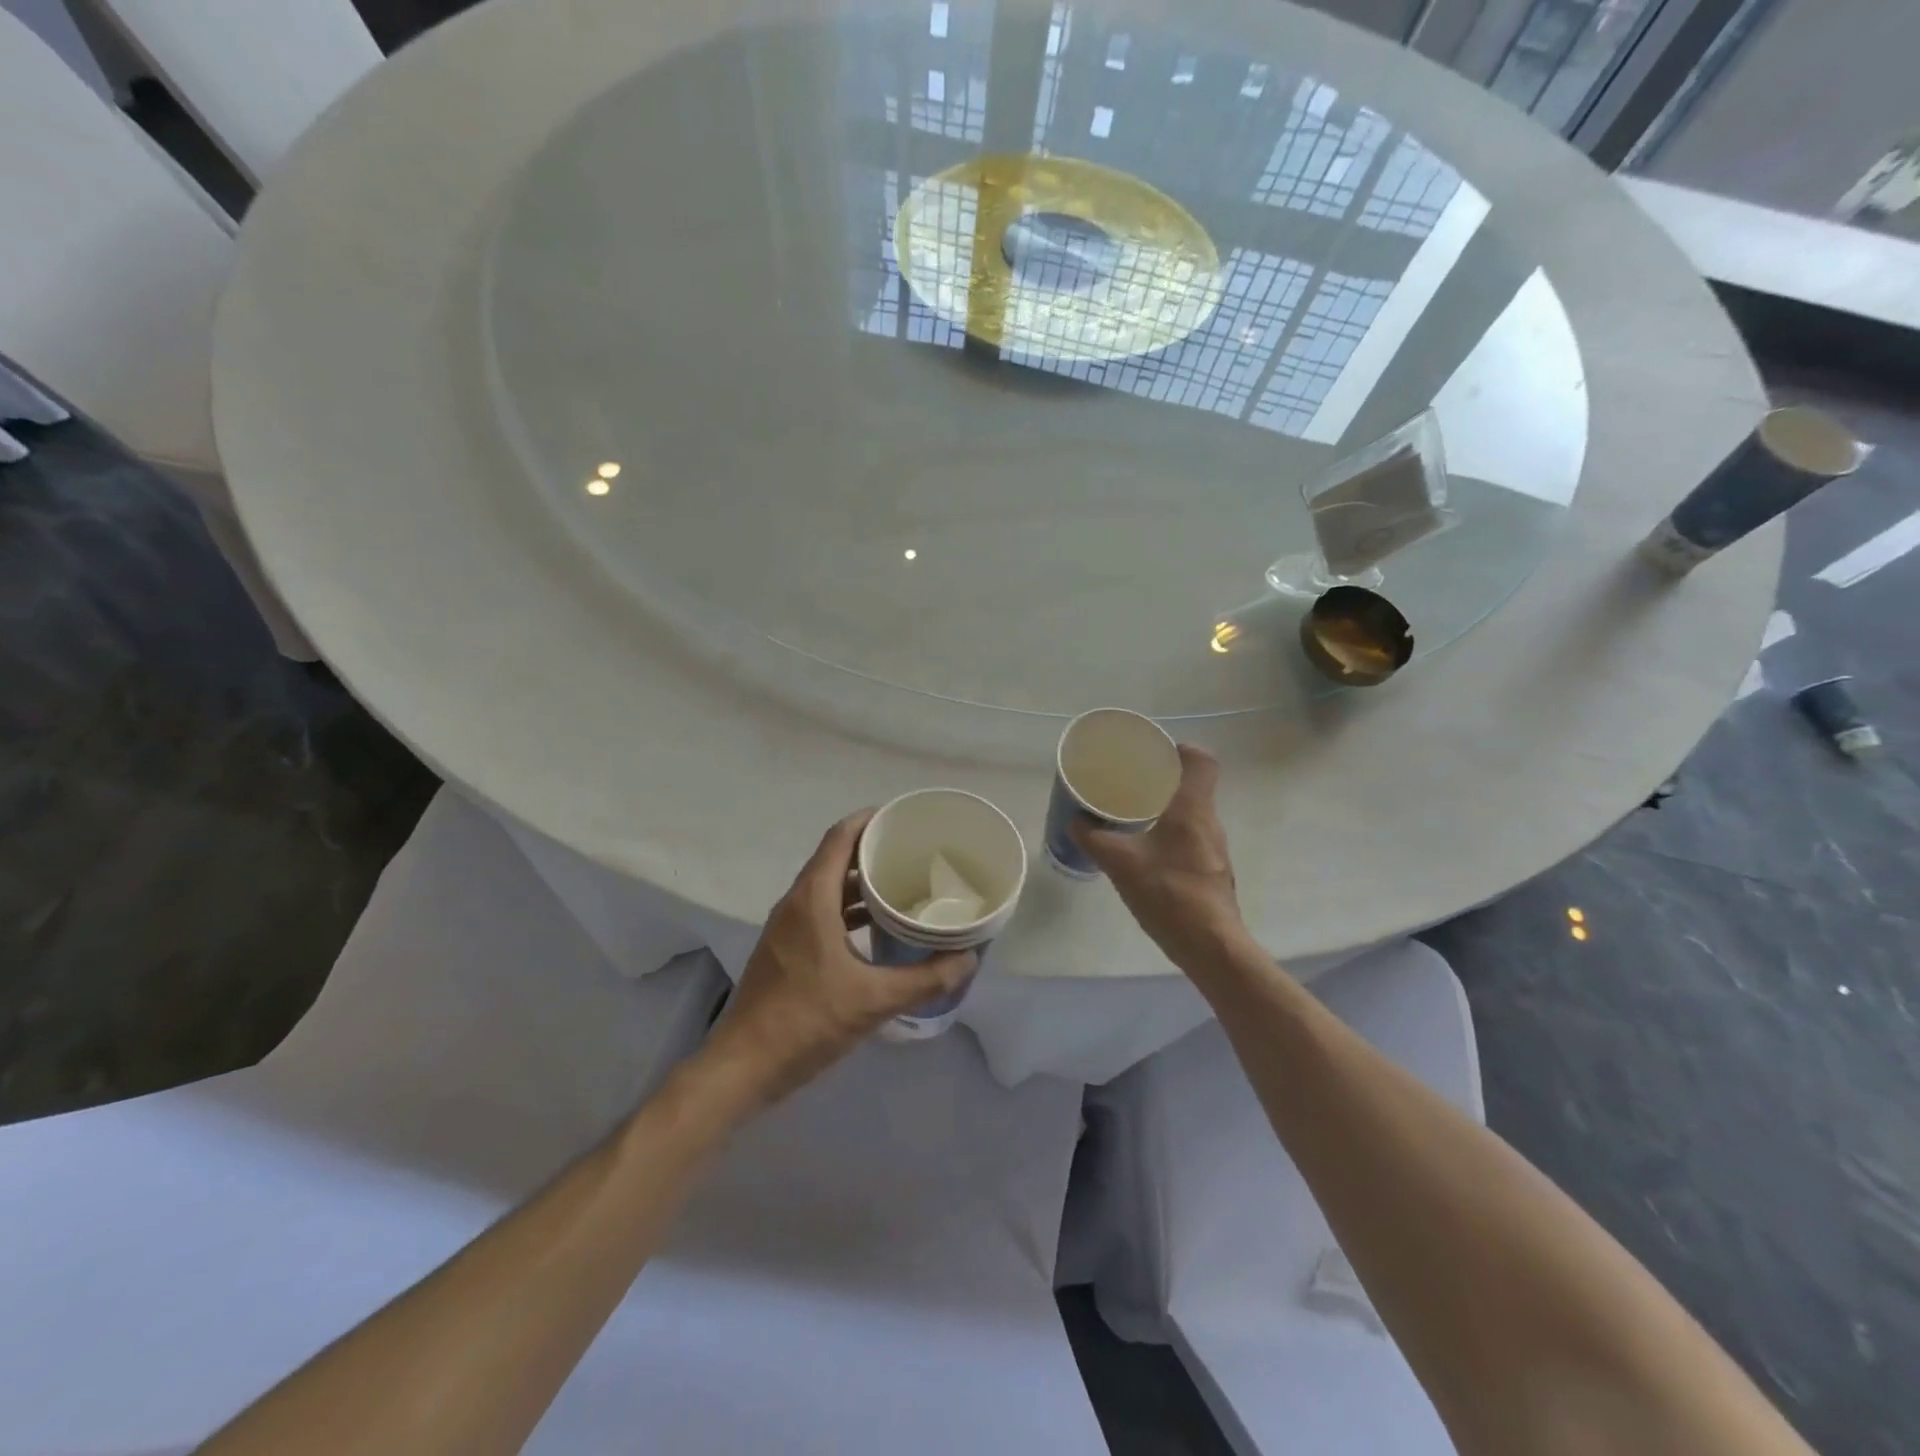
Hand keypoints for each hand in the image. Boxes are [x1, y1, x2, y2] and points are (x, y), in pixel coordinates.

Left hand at [697, 810, 977, 1114]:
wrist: (744, 1066)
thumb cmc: (806, 1021)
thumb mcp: (873, 1000)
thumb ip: (924, 978)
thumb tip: (968, 958)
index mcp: (812, 899)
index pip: (841, 837)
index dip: (870, 820)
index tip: (905, 818)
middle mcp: (797, 903)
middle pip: (836, 858)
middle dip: (873, 850)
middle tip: (916, 852)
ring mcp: (787, 926)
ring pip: (828, 887)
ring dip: (861, 881)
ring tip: (903, 884)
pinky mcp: (786, 948)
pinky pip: (822, 911)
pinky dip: (849, 908)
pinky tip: (878, 927)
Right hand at [1070, 745, 1246, 974]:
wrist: (1210, 946)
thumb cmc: (1168, 893)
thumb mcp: (1120, 863)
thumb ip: (1094, 839)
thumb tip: (1074, 821)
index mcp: (1192, 809)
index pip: (1201, 761)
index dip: (1181, 749)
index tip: (1154, 752)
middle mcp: (1209, 822)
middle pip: (1193, 786)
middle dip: (1163, 780)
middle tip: (1130, 781)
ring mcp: (1214, 849)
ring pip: (1191, 814)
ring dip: (1165, 808)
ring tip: (1133, 813)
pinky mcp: (1211, 871)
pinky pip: (1190, 838)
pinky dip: (1169, 834)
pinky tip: (1145, 850)